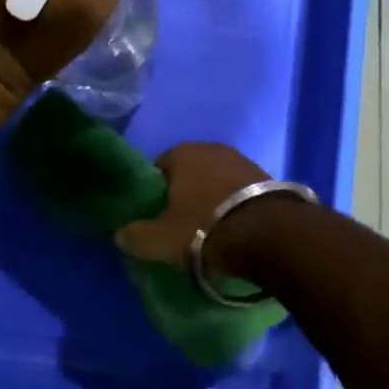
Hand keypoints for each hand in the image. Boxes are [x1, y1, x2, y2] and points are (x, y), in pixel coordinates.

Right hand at [115, 143, 268, 268]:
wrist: (269, 234)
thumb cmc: (204, 229)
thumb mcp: (160, 240)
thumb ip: (134, 236)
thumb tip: (119, 234)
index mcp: (180, 153)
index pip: (157, 169)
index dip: (154, 194)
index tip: (156, 217)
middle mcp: (210, 148)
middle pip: (188, 172)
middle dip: (184, 194)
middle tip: (181, 225)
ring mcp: (241, 159)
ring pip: (215, 180)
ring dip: (211, 198)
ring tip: (211, 228)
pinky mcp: (266, 175)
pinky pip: (239, 190)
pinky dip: (234, 204)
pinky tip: (234, 226)